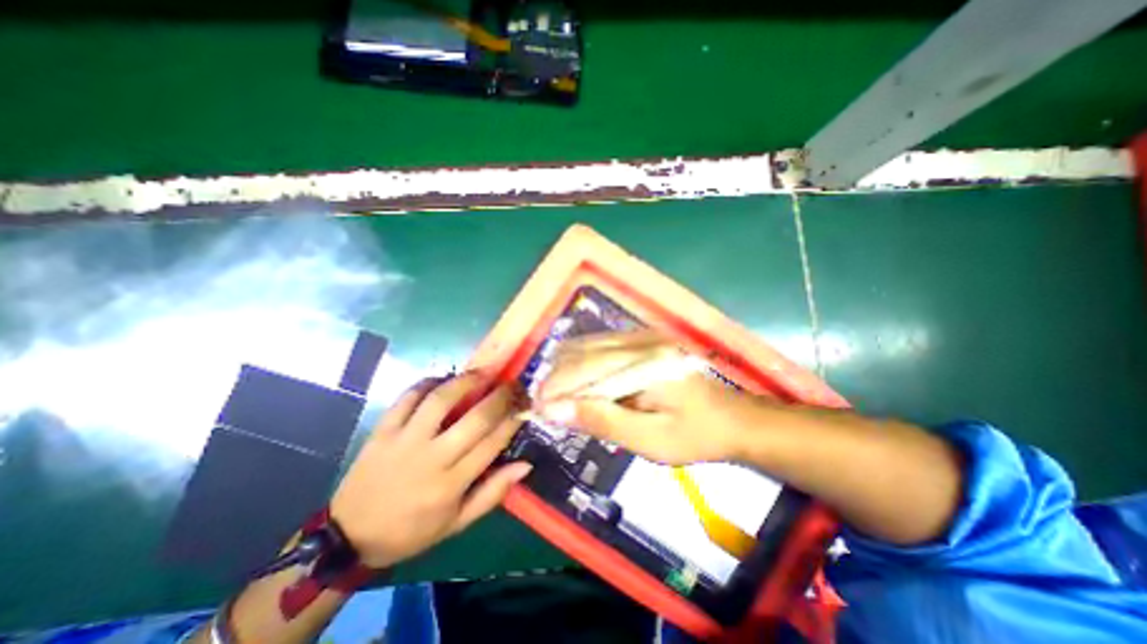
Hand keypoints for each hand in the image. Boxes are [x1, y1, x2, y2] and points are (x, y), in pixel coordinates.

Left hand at [330, 372, 529, 569]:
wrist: (348, 537)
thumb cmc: (411, 531)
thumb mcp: (457, 523)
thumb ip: (493, 493)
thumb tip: (525, 465)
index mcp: (452, 483)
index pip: (493, 442)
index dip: (513, 419)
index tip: (525, 405)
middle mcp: (432, 457)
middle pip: (475, 418)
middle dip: (500, 396)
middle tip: (512, 384)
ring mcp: (405, 440)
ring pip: (441, 400)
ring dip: (466, 381)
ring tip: (483, 372)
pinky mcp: (383, 430)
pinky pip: (407, 397)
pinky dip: (427, 383)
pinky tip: (442, 380)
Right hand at [535, 333, 759, 463]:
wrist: (734, 418)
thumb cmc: (696, 435)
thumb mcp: (649, 439)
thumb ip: (601, 421)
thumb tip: (554, 410)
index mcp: (645, 363)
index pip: (587, 368)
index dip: (557, 388)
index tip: (537, 409)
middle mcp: (641, 341)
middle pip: (584, 351)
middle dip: (557, 378)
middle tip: (544, 406)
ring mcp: (643, 337)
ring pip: (589, 345)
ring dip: (567, 369)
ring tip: (556, 397)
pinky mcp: (644, 341)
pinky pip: (601, 346)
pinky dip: (582, 364)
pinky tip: (578, 383)